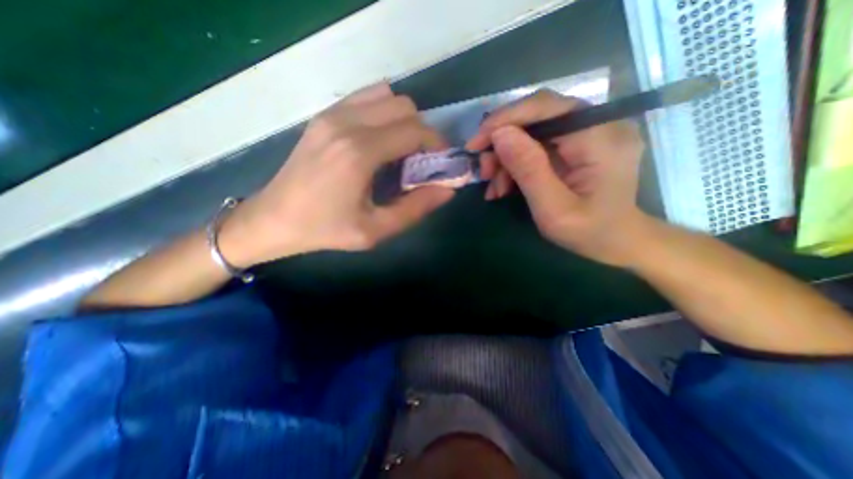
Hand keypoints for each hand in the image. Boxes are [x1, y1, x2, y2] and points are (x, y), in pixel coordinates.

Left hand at [223, 85, 455, 267]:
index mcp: (360, 152)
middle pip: (405, 107)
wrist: (274, 219)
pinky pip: (366, 99)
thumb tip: (448, 189)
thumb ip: (416, 208)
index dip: (437, 144)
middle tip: (420, 160)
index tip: (441, 162)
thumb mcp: (375, 230)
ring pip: (387, 97)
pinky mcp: (324, 115)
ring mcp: (332, 114)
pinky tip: (379, 141)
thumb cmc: (326, 229)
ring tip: (399, 150)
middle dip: (422, 132)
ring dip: (403, 120)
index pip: (415, 131)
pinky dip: (383, 113)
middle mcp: (347, 123)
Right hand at [467, 88, 647, 263]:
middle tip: (485, 171)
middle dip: (502, 142)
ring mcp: (589, 133)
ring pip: (533, 131)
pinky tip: (506, 185)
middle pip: (537, 116)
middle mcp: (599, 124)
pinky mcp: (578, 144)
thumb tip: (500, 134)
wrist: (616, 242)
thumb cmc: (589, 232)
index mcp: (601, 138)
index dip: (505, 119)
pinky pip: (538, 144)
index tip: (475, 144)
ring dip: (506, 157)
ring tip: (495, 186)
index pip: (546, 107)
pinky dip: (517, 163)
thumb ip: (529, 170)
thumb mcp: (554, 209)